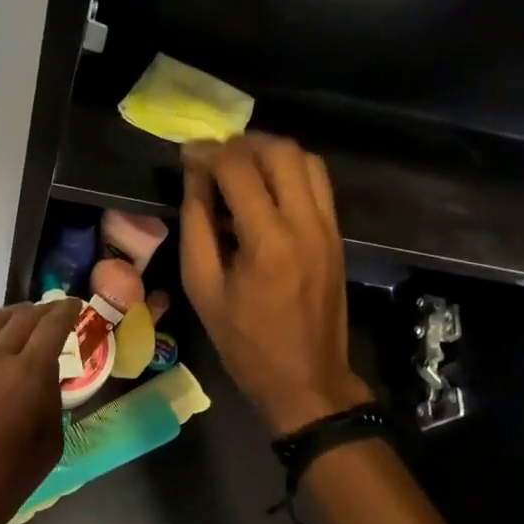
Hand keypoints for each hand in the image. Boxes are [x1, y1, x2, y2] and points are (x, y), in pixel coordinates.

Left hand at [0, 298, 79, 523]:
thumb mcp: (46, 450)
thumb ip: (52, 405)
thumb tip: (48, 381)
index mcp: (28, 374)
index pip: (52, 327)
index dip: (67, 311)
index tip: (76, 305)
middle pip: (24, 317)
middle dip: (44, 310)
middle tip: (56, 312)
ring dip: (16, 314)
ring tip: (27, 319)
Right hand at [181, 134, 370, 434]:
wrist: (307, 380)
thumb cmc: (245, 342)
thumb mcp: (202, 288)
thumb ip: (196, 226)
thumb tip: (195, 179)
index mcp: (268, 241)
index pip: (238, 169)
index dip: (208, 154)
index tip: (187, 156)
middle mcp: (306, 223)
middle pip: (280, 151)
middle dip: (241, 144)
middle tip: (214, 158)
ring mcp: (328, 227)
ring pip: (306, 159)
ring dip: (270, 153)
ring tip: (240, 167)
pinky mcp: (337, 235)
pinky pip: (318, 183)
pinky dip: (291, 171)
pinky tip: (266, 188)